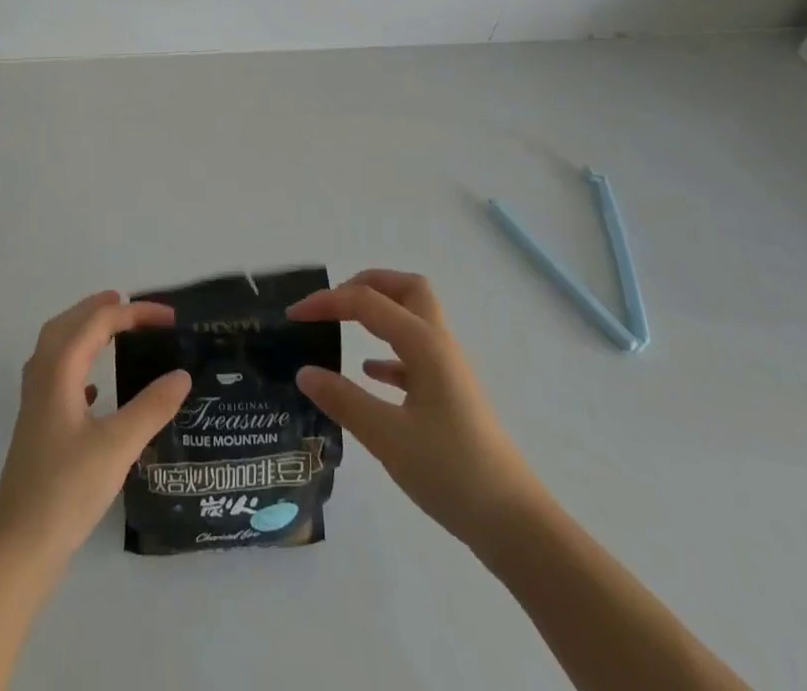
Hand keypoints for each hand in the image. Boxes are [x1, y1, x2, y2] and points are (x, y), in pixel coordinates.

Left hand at [0, 291, 191, 566]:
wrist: (16, 550)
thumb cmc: (65, 490)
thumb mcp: (118, 446)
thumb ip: (152, 407)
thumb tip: (182, 374)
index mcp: (58, 371)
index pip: (97, 322)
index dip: (134, 313)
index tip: (170, 318)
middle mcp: (42, 378)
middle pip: (67, 325)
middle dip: (97, 309)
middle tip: (128, 303)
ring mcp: (35, 404)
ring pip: (57, 349)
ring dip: (83, 332)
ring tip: (111, 331)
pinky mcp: (37, 429)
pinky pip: (56, 378)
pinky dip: (77, 366)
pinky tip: (94, 389)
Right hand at [288, 270, 542, 552]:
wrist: (513, 522)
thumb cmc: (450, 472)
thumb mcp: (387, 437)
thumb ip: (343, 400)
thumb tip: (304, 371)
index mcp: (424, 342)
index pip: (367, 302)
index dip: (327, 302)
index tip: (293, 315)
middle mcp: (439, 344)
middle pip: (405, 289)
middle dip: (367, 284)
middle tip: (333, 303)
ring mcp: (448, 369)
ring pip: (413, 319)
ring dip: (380, 314)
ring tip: (343, 328)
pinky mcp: (451, 395)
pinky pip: (415, 355)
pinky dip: (389, 353)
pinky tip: (370, 374)